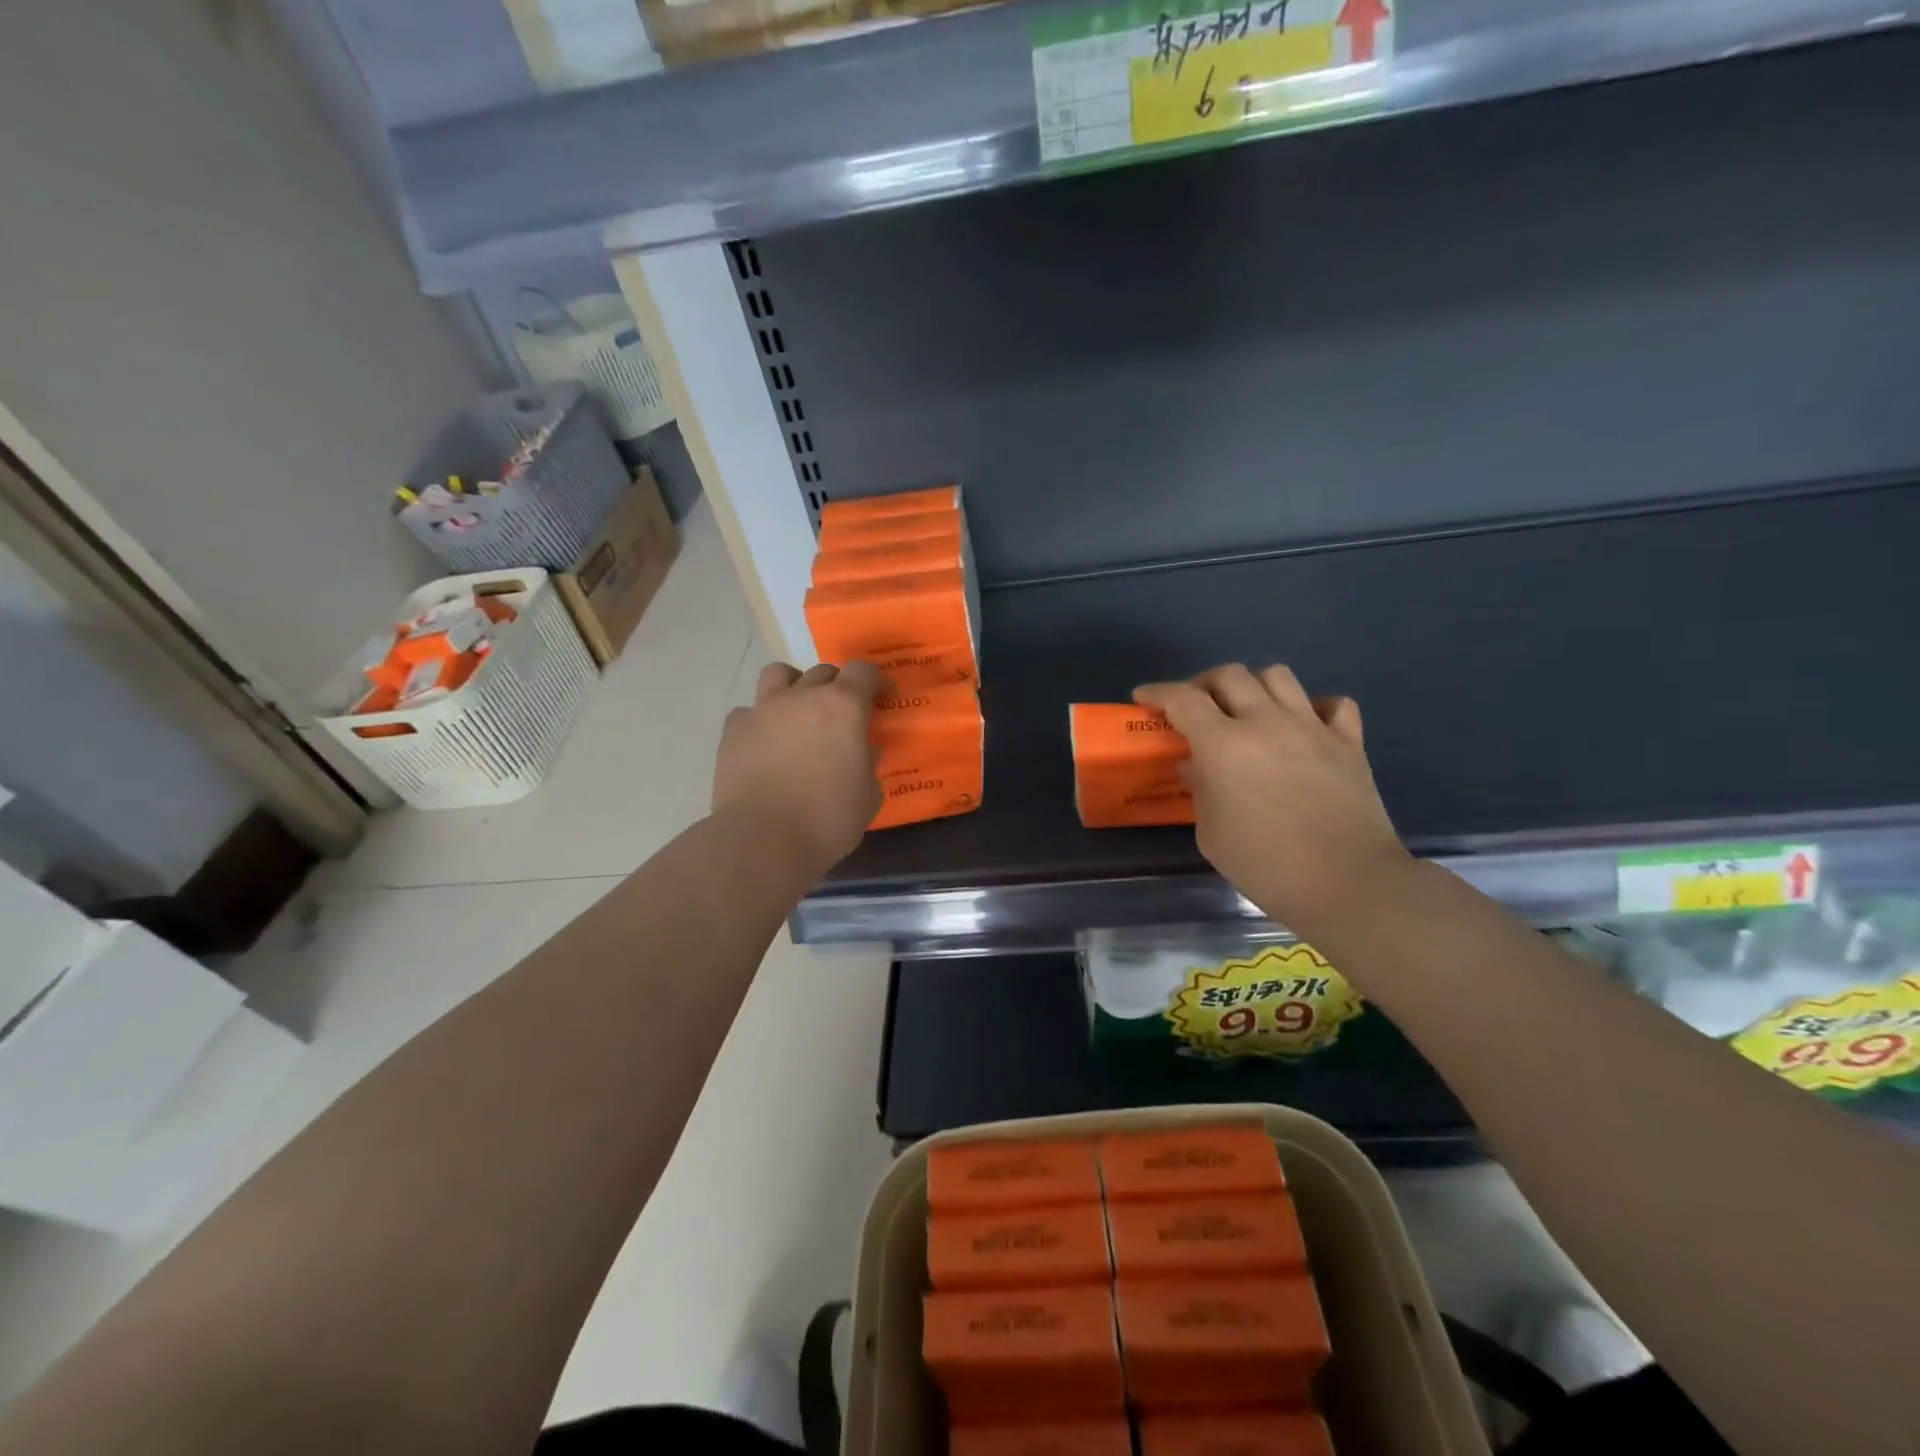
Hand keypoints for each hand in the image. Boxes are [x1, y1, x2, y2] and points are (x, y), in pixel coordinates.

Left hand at [712, 661, 885, 872]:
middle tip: (843, 713)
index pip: (862, 672)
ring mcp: (763, 710)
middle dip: (838, 686)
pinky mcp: (734, 730)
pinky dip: (761, 720)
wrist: (763, 839)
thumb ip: (867, 763)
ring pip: (779, 674)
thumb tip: (860, 750)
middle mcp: (802, 697)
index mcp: (843, 707)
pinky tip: (765, 742)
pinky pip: (749, 711)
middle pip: (823, 672)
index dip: (876, 681)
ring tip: (799, 711)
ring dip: (794, 686)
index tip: (883, 696)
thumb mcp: (868, 794)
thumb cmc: (827, 819)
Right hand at [1134, 664, 1409, 935]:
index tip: (1144, 698)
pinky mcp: (1349, 742)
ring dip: (1253, 686)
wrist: (1348, 884)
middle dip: (1203, 683)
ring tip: (1246, 709)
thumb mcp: (1211, 834)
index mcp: (1225, 745)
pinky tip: (1302, 725)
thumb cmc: (1266, 865)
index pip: (1183, 699)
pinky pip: (1331, 704)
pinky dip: (1312, 706)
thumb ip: (1199, 790)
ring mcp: (1312, 728)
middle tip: (1194, 706)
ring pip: (1278, 675)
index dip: (1158, 693)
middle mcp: (1267, 723)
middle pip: (1230, 675)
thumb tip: (1195, 765)